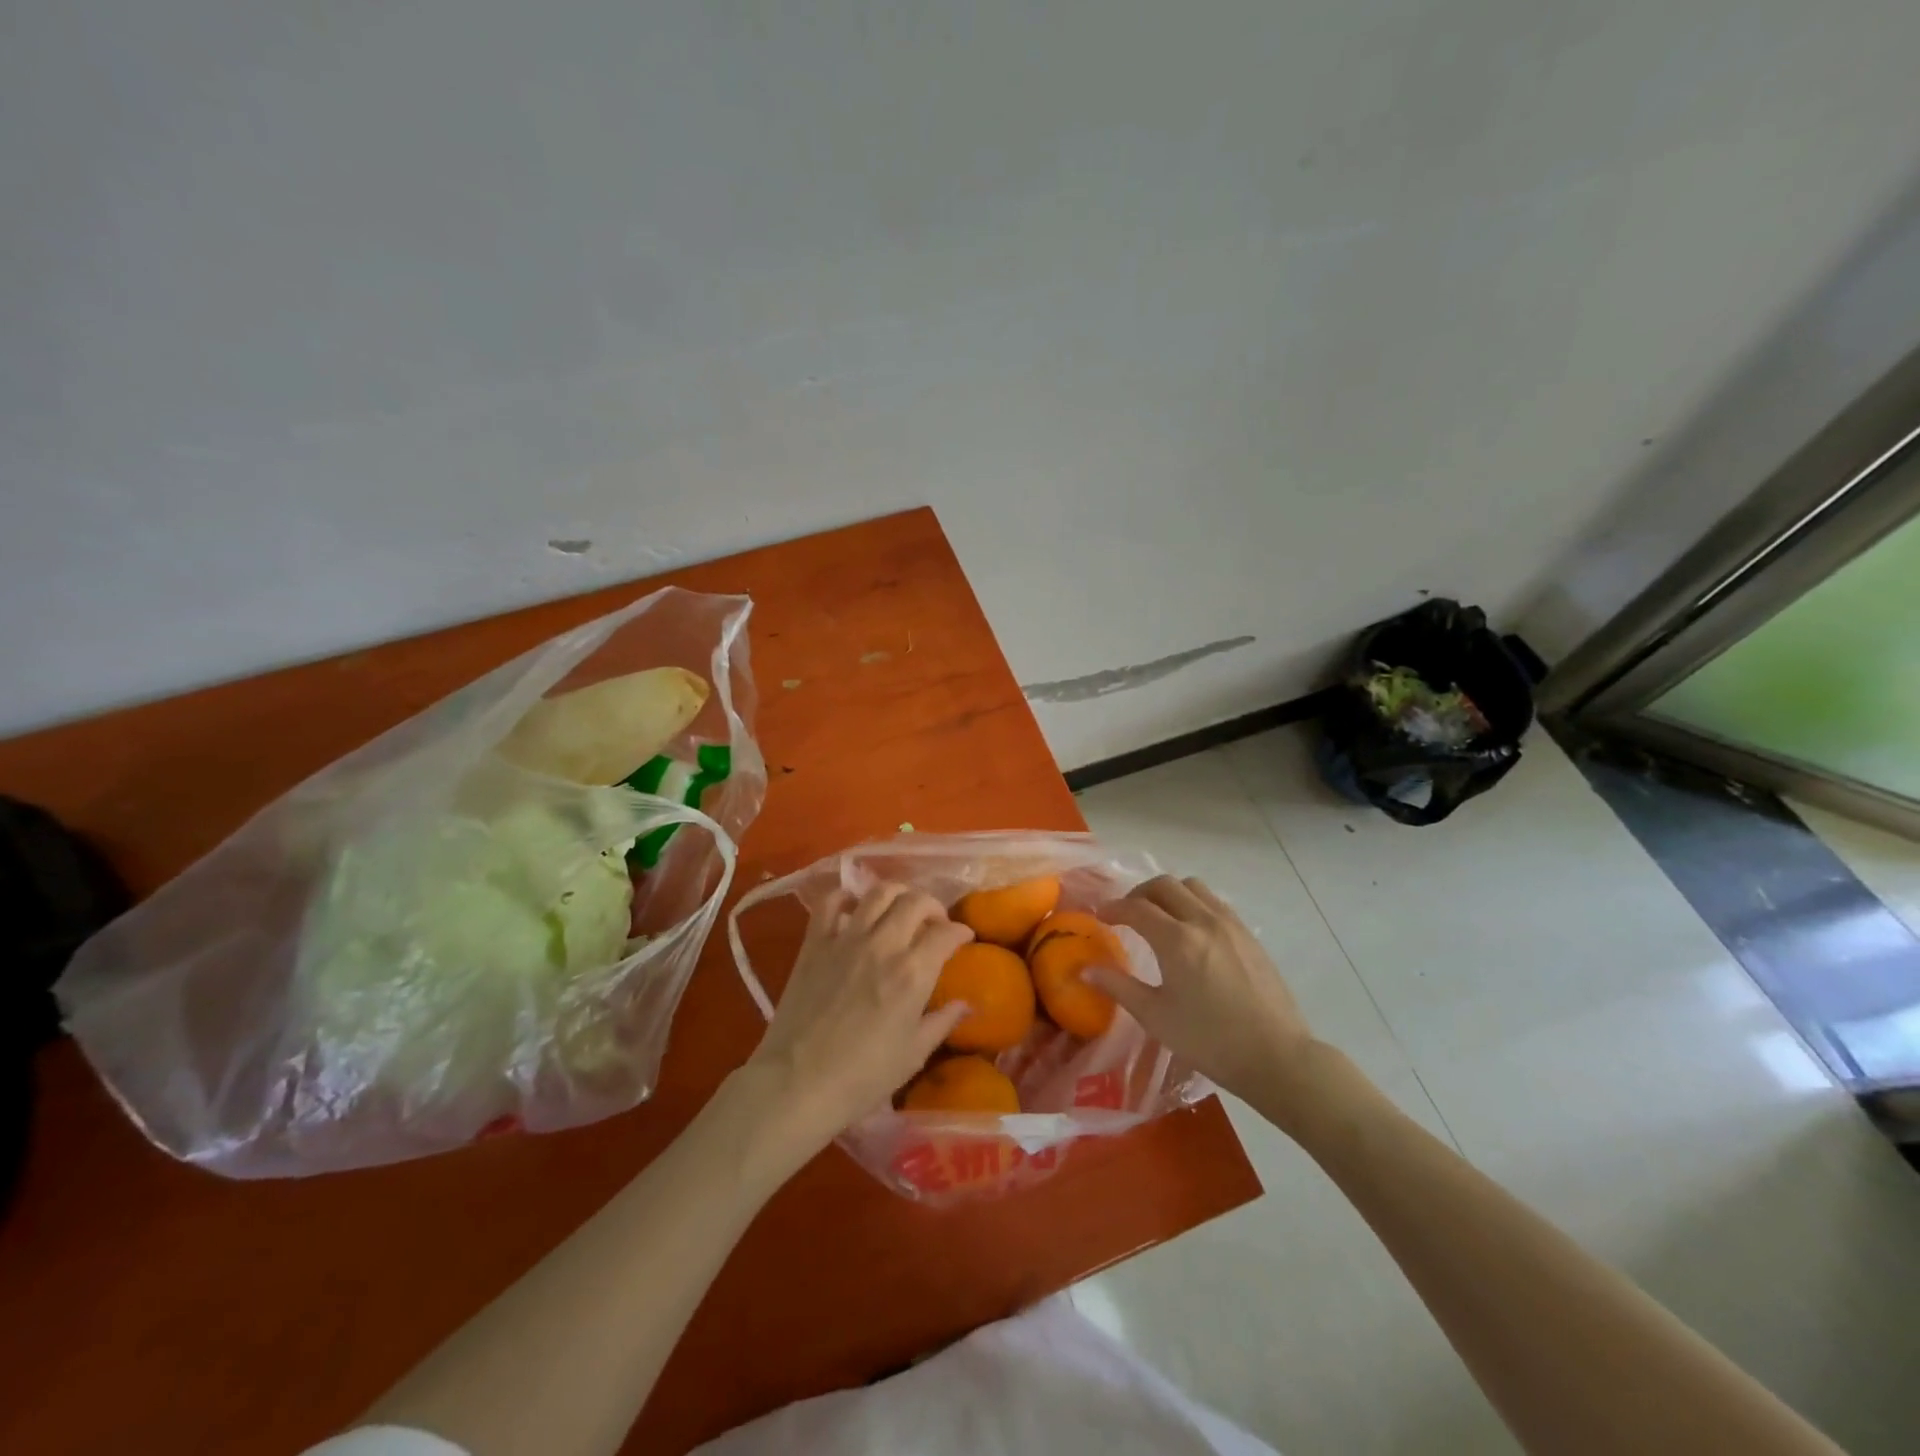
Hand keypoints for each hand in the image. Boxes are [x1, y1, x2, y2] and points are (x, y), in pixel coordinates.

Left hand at [743, 882, 972, 1156]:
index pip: (946, 933)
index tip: (964, 938)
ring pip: (878, 892)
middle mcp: (883, 944)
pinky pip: (830, 902)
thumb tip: (965, 1004)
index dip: (961, 931)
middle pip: (916, 901)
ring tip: (900, 909)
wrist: (796, 1083)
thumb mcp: (913, 1054)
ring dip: (897, 894)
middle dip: (933, 906)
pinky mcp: (815, 942)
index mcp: (913, 973)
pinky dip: (846, 897)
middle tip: (935, 923)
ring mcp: (846, 938)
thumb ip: (942, 1022)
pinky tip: (854, 908)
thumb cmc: (861, 1077)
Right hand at [1095, 876, 1317, 1113]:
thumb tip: (1084, 970)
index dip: (1113, 908)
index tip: (1100, 917)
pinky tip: (1191, 931)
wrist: (1276, 1056)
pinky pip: (1214, 902)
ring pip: (1192, 887)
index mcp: (1177, 940)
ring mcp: (1230, 924)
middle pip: (1164, 885)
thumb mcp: (1156, 1016)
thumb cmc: (1209, 1040)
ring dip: (1169, 893)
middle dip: (1139, 894)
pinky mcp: (1248, 934)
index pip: (1136, 908)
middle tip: (1127, 914)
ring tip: (1159, 916)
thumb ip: (1118, 986)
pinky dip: (1193, 903)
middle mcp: (1202, 921)